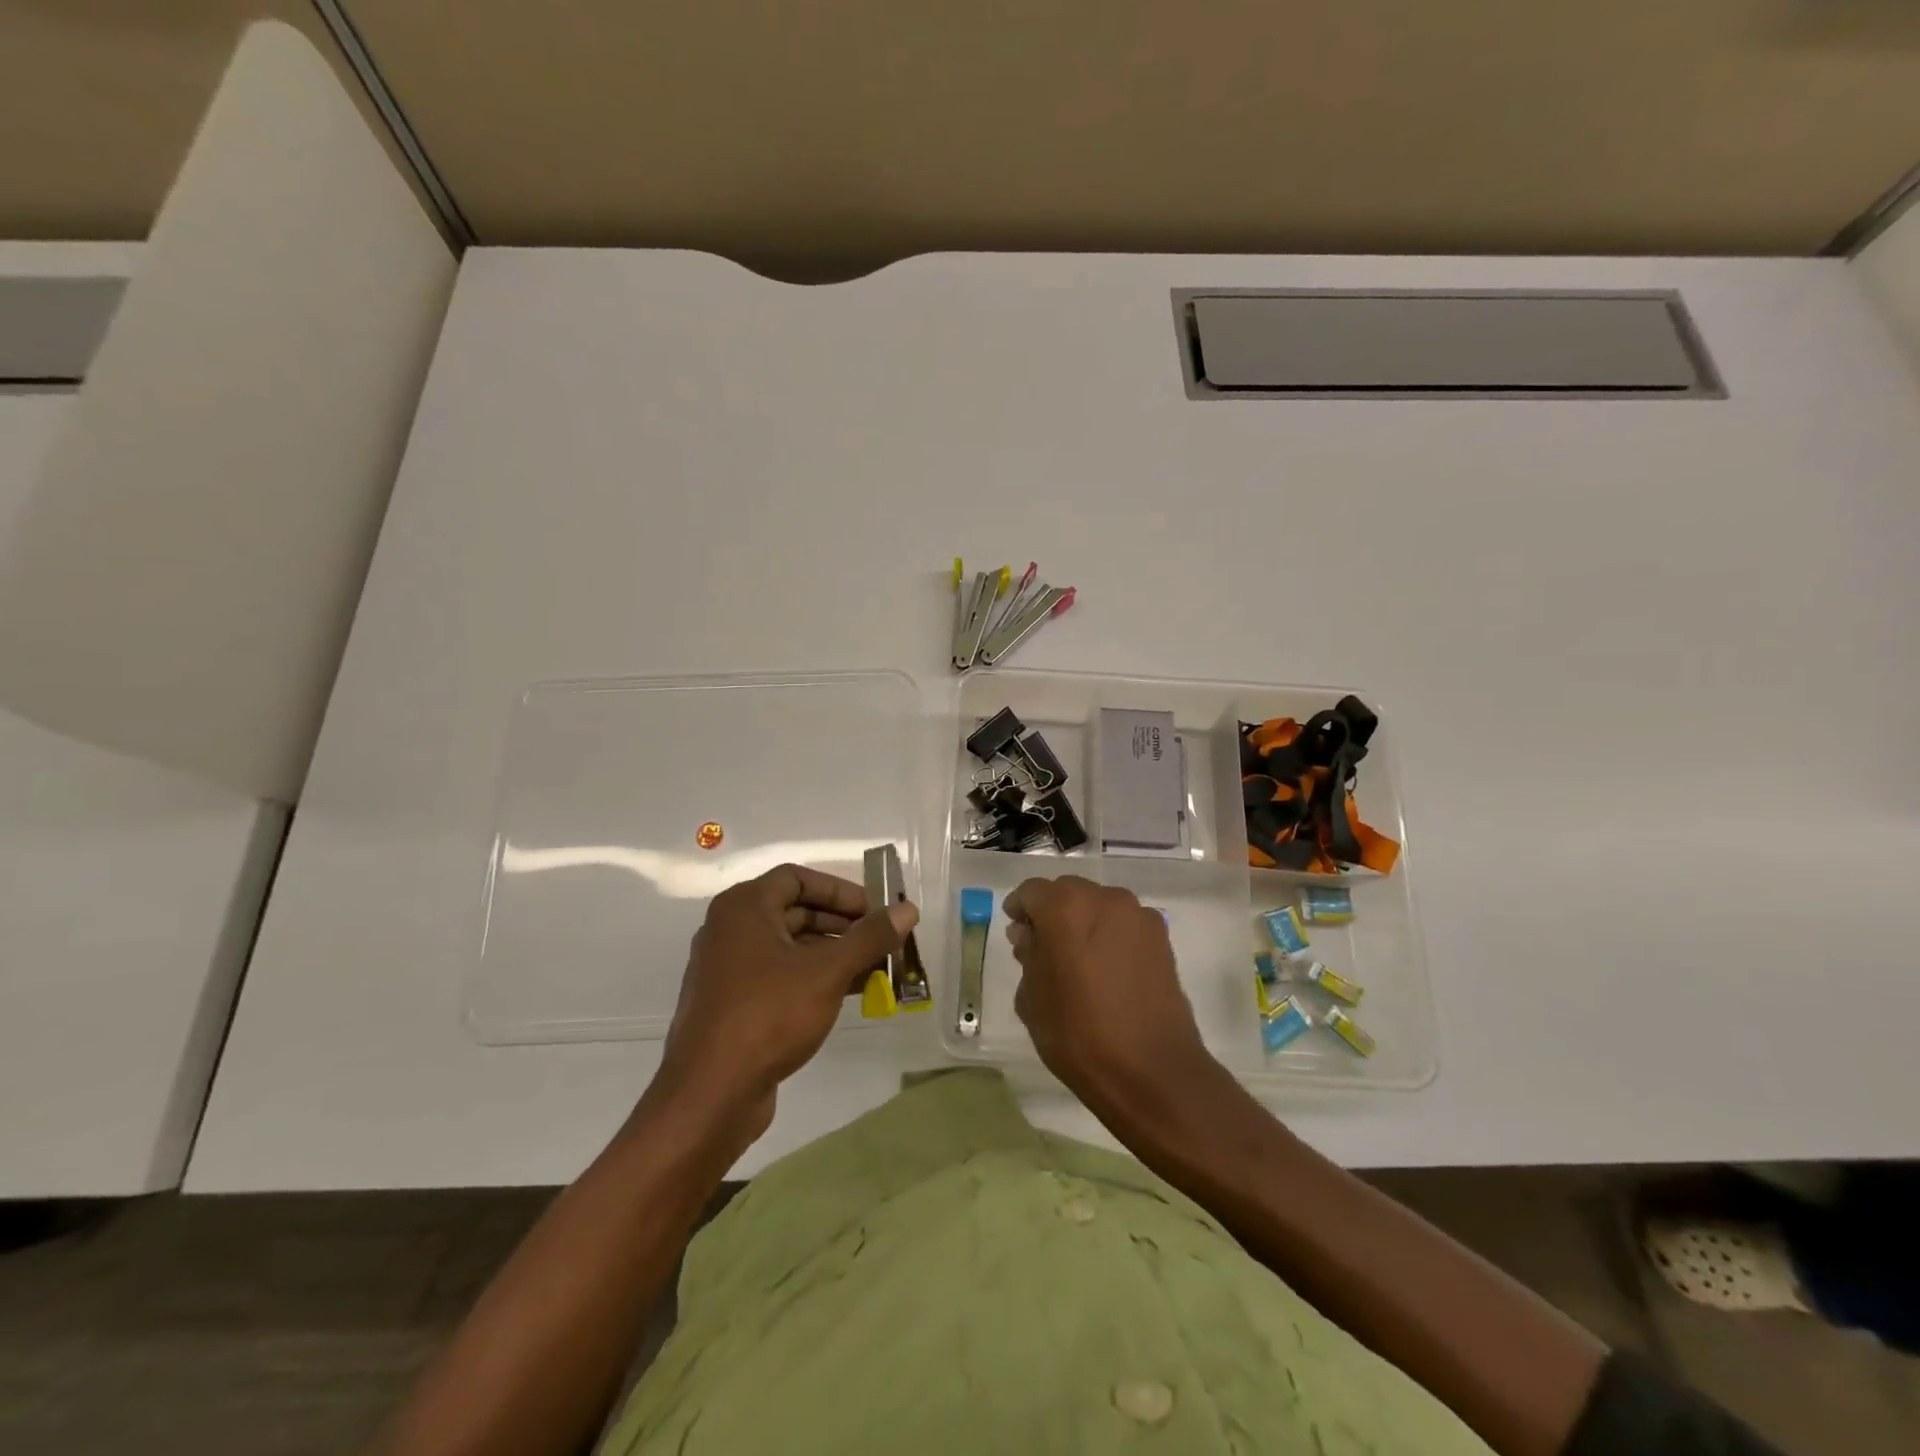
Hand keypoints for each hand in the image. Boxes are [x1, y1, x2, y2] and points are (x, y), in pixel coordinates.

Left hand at [651, 864, 917, 1153]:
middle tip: (882, 941)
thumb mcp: (827, 972)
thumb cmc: (768, 1016)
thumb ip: (870, 937)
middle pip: (796, 911)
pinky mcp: (734, 1004)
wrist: (710, 1096)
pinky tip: (850, 994)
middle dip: (843, 926)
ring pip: (791, 946)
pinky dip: (815, 978)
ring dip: (834, 954)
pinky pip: (781, 976)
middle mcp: (731, 930)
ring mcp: (729, 969)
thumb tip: (909, 909)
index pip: (798, 878)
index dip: (840, 891)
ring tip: (876, 970)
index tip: (875, 910)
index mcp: (744, 908)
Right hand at [1005, 875, 1214, 1108]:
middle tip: (1044, 946)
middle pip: (1067, 891)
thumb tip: (1030, 935)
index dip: (1020, 909)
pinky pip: (1124, 922)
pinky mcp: (1161, 937)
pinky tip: (1107, 968)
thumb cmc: (1078, 1035)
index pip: (1032, 892)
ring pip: (1099, 904)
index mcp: (1064, 908)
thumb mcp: (1032, 998)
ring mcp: (1137, 915)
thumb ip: (1028, 955)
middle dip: (1052, 912)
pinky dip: (1110, 934)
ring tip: (1078, 959)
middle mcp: (1103, 898)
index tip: (1016, 931)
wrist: (1152, 1070)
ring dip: (1083, 920)